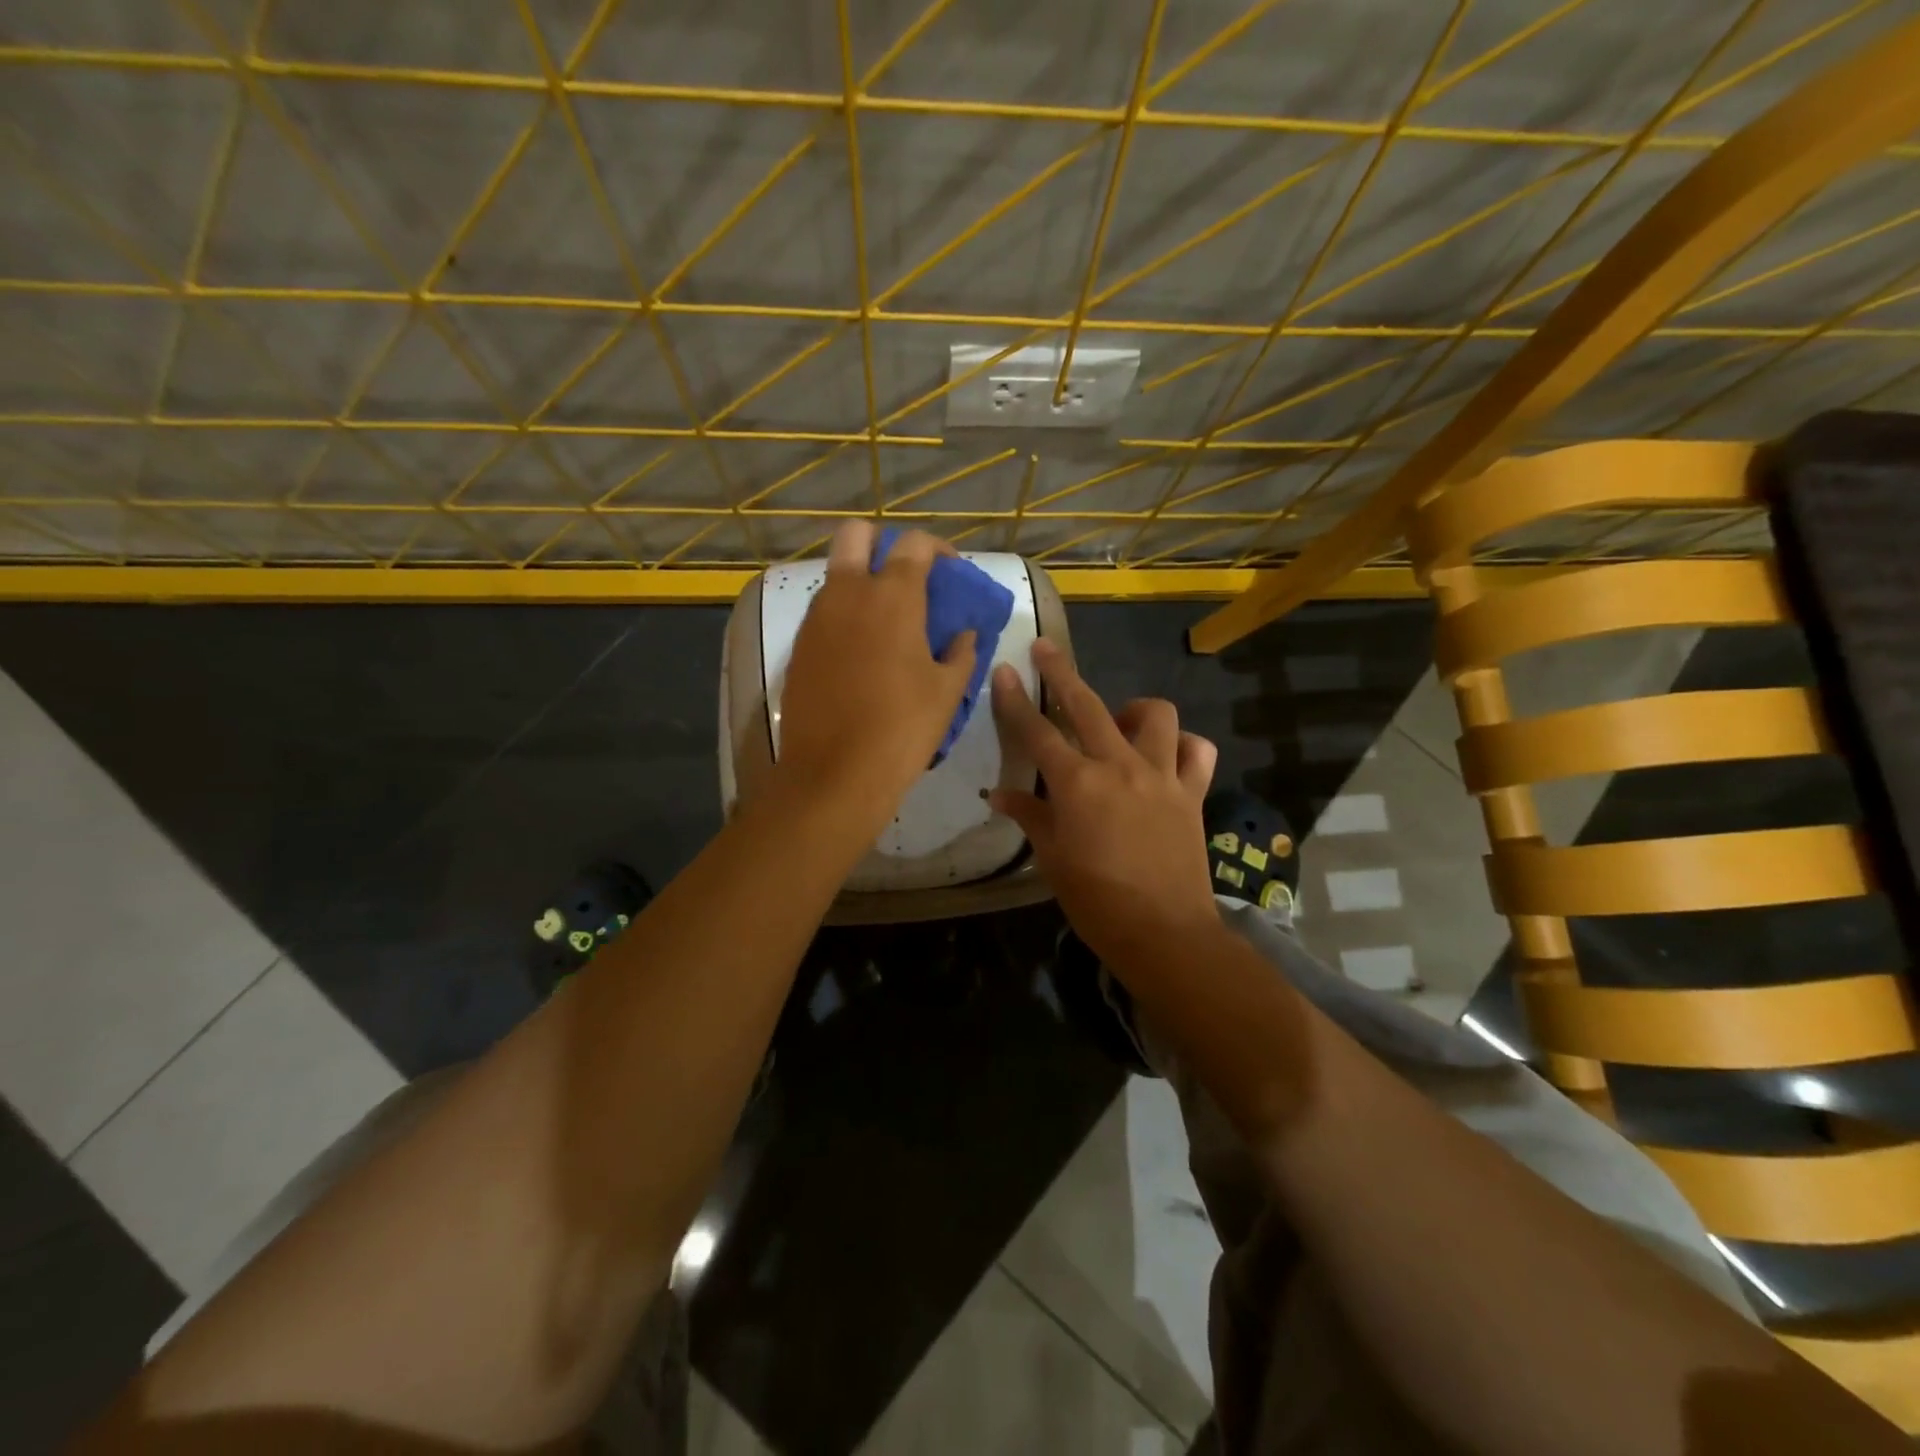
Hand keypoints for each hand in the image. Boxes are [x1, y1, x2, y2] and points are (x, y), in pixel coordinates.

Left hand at [776, 522, 976, 827]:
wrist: (834, 774)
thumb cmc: (901, 729)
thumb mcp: (946, 691)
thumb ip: (961, 653)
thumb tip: (965, 635)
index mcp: (892, 597)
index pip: (913, 543)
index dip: (937, 548)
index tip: (950, 570)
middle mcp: (848, 594)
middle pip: (856, 535)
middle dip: (882, 542)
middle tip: (905, 575)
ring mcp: (816, 619)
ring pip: (836, 574)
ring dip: (861, 580)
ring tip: (886, 619)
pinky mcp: (799, 647)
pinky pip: (823, 611)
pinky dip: (844, 613)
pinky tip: (862, 650)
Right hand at [988, 640, 1220, 968]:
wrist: (1164, 932)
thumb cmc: (1097, 901)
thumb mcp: (1053, 859)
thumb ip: (1030, 816)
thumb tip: (999, 795)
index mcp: (1077, 784)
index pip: (1037, 732)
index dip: (1015, 700)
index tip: (1004, 669)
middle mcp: (1119, 766)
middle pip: (1086, 704)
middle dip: (1061, 672)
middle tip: (1045, 649)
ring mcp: (1161, 776)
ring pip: (1155, 715)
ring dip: (1134, 709)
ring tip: (1120, 722)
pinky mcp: (1191, 792)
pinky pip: (1197, 751)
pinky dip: (1184, 745)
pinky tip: (1169, 755)